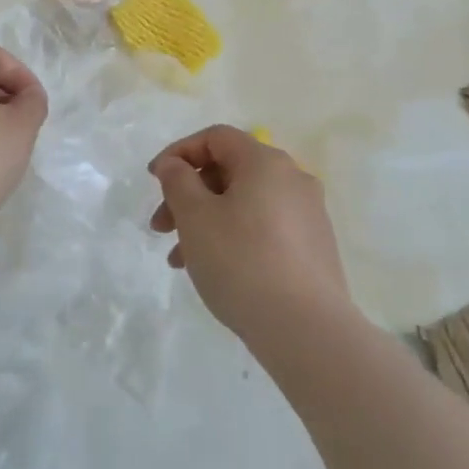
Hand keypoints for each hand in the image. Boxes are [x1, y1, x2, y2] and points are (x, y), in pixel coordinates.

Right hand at [148, 124, 349, 340]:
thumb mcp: (195, 217)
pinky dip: (234, 236)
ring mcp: (308, 213)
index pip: (216, 137)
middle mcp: (292, 178)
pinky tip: (216, 270)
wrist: (306, 330)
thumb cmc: (242, 262)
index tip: (154, 180)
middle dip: (189, 194)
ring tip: (180, 261)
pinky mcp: (314, 246)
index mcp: (265, 161)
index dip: (179, 152)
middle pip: (229, 170)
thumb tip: (175, 165)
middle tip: (161, 228)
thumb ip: (177, 181)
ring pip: (244, 203)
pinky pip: (264, 227)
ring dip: (207, 220)